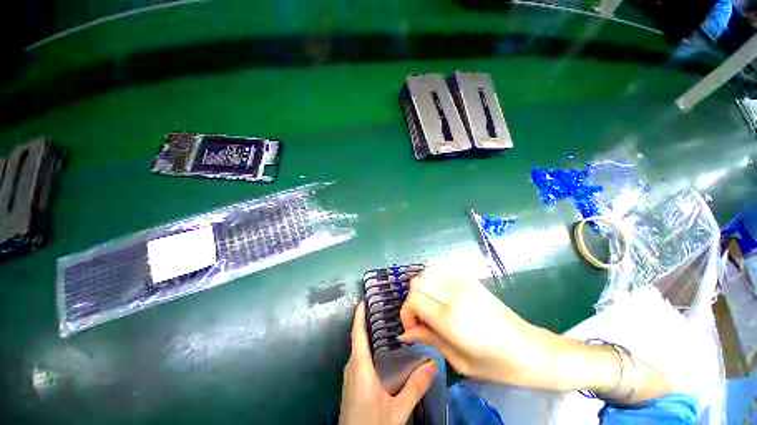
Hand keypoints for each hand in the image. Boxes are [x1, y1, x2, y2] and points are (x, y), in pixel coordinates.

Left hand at [339, 302, 436, 424]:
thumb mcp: (396, 410)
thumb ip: (415, 387)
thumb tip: (433, 363)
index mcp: (359, 367)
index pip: (357, 334)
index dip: (359, 315)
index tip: (364, 300)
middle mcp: (351, 367)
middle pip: (357, 338)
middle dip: (365, 321)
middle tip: (382, 308)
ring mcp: (349, 376)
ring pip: (357, 348)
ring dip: (366, 333)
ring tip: (383, 324)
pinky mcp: (351, 384)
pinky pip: (358, 357)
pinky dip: (366, 346)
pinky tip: (379, 350)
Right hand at [399, 272, 672, 400]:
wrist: (530, 349)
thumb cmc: (495, 364)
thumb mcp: (458, 359)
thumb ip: (429, 339)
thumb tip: (405, 332)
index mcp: (450, 316)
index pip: (413, 299)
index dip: (406, 313)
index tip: (413, 328)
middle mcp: (454, 293)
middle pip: (417, 282)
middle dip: (412, 300)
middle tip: (421, 319)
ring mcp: (463, 282)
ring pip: (428, 274)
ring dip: (423, 290)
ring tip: (431, 308)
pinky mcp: (470, 279)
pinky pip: (441, 272)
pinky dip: (434, 282)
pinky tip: (442, 298)